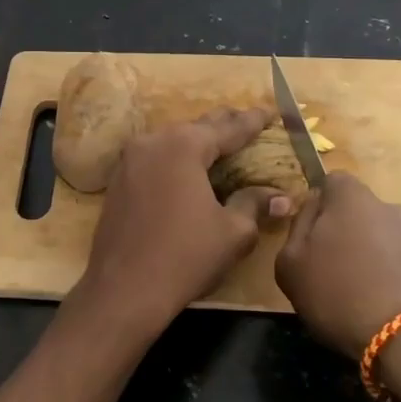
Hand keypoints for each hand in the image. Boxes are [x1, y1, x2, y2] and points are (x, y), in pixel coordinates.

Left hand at [75, 107, 291, 336]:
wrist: (123, 289)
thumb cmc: (185, 257)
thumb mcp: (232, 232)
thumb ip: (254, 204)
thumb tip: (281, 197)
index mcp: (184, 146)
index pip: (228, 128)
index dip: (253, 122)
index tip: (271, 113)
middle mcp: (154, 141)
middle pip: (197, 127)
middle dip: (224, 124)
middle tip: (248, 122)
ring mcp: (130, 159)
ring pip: (172, 140)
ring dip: (197, 141)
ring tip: (221, 143)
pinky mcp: (118, 179)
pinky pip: (155, 157)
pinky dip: (176, 158)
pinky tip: (187, 169)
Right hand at [275, 171, 400, 357]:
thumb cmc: (341, 292)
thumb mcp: (290, 264)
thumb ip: (296, 230)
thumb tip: (312, 214)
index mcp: (351, 196)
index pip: (331, 183)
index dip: (319, 207)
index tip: (310, 238)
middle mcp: (389, 207)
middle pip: (360, 213)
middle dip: (347, 235)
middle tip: (331, 271)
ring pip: (384, 242)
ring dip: (372, 261)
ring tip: (359, 298)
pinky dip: (393, 283)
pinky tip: (383, 312)